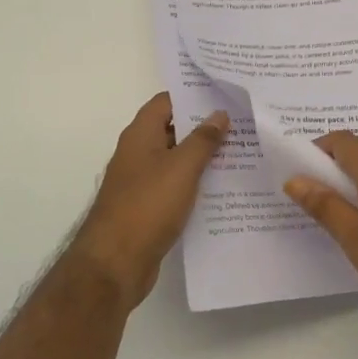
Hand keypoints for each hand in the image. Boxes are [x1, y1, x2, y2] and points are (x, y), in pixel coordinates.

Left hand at [72, 93, 228, 305]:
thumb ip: (203, 139)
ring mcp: (141, 181)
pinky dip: (195, 183)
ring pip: (176, 159)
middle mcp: (138, 153)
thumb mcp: (182, 167)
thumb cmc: (148, 205)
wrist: (116, 263)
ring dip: (202, 156)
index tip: (224, 94)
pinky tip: (222, 189)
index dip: (193, 95)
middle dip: (204, 126)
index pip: (167, 101)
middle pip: (173, 129)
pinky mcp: (147, 207)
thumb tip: (219, 114)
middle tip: (241, 122)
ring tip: (241, 152)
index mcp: (140, 135)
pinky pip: (175, 186)